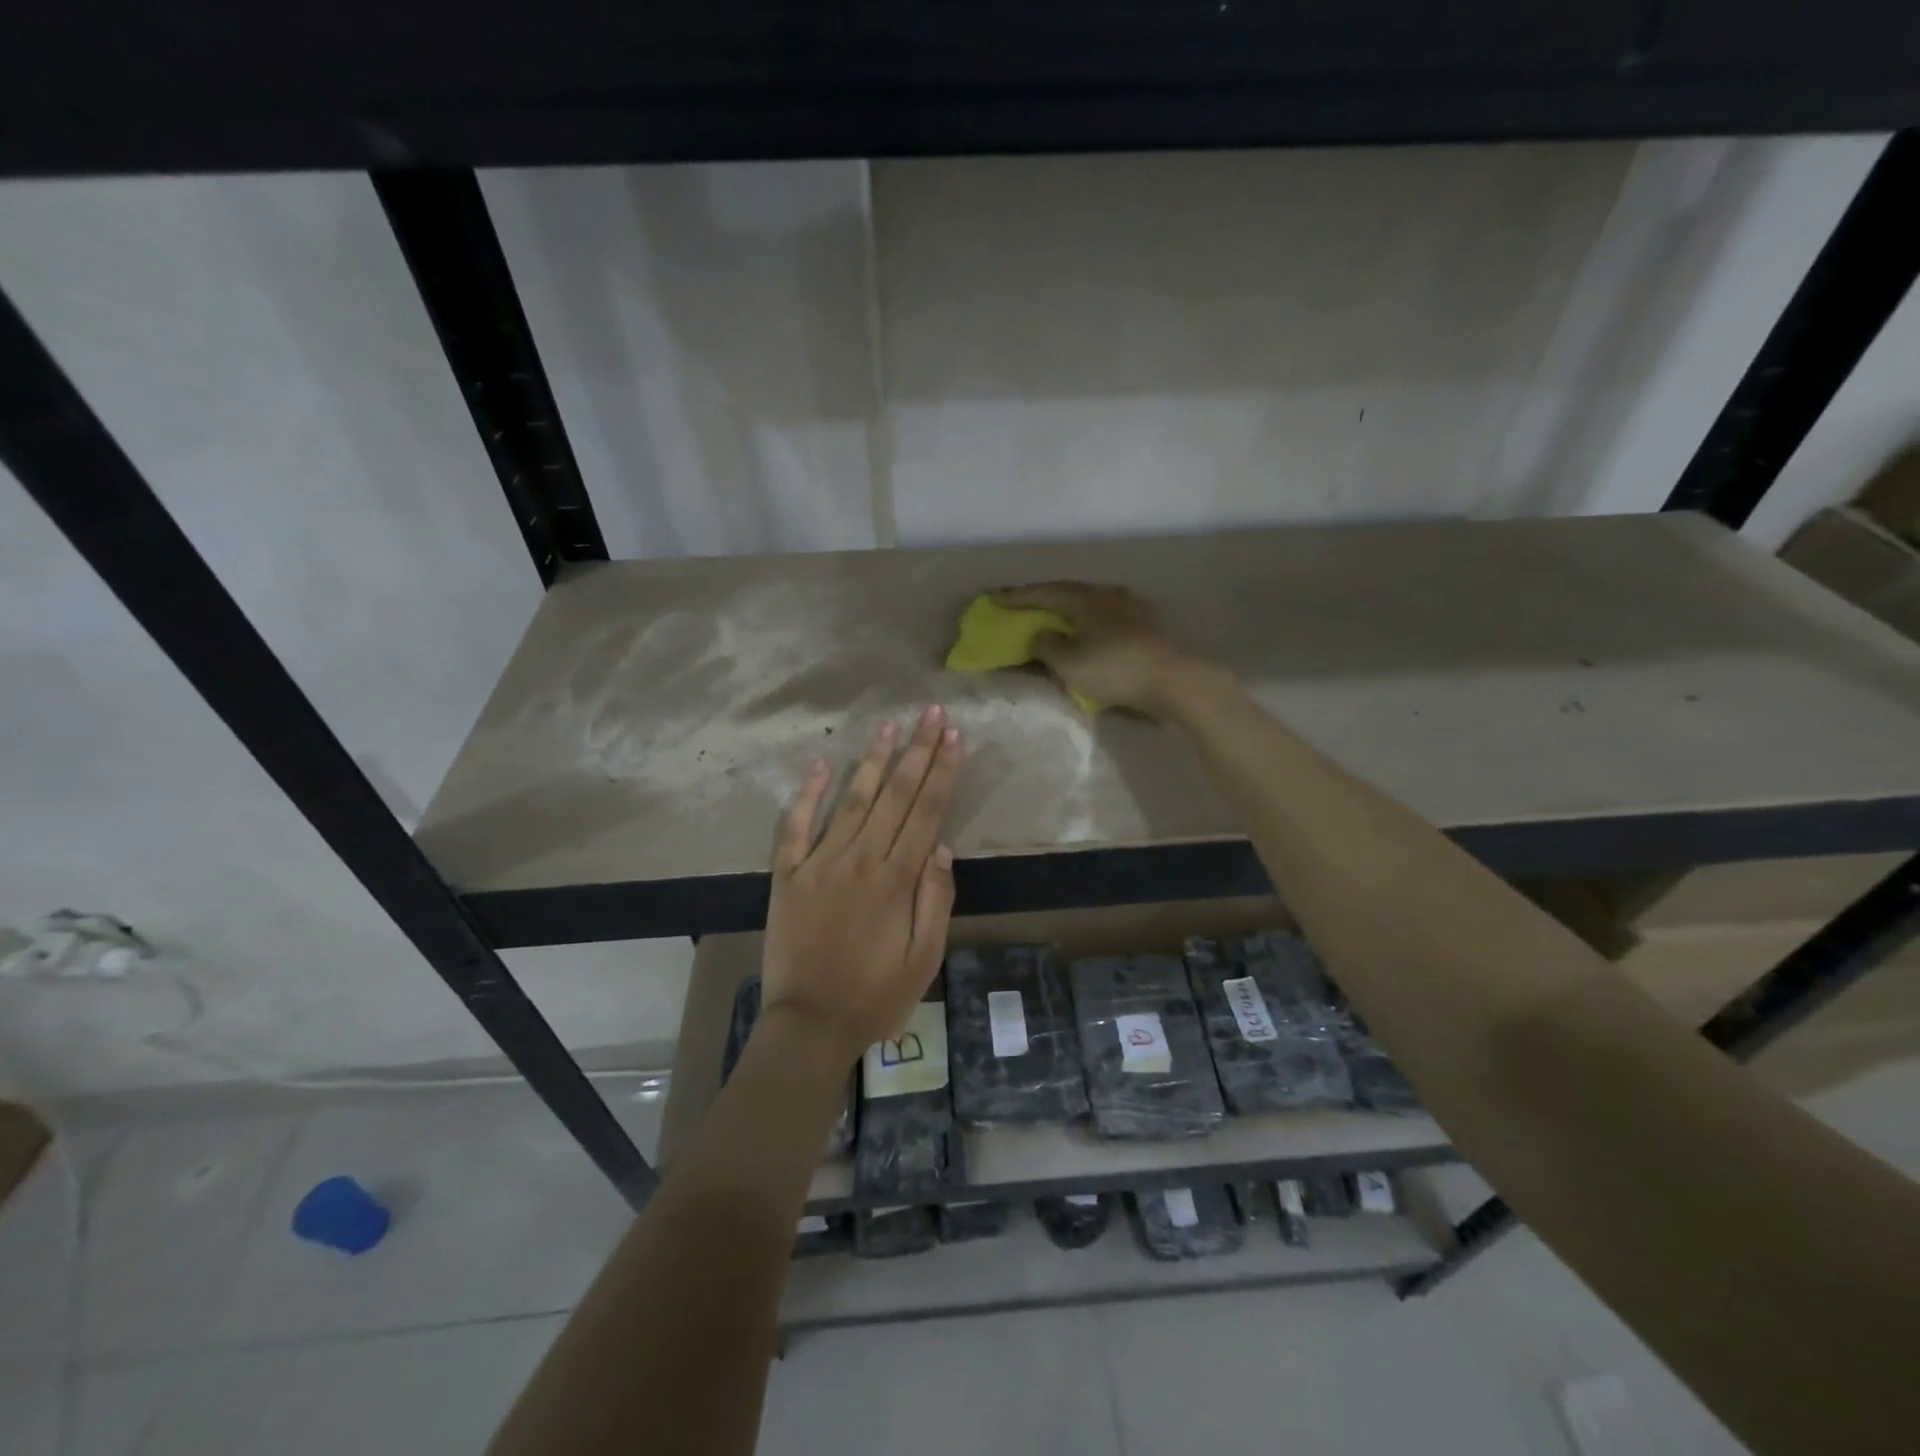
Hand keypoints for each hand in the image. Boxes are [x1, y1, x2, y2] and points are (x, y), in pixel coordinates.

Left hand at [760, 705, 963, 1067]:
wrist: (809, 1025)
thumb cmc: (875, 996)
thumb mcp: (924, 958)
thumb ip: (935, 900)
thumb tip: (942, 848)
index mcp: (896, 879)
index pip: (926, 812)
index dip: (942, 772)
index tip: (954, 737)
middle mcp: (859, 860)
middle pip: (893, 795)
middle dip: (916, 752)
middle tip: (931, 714)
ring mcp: (818, 863)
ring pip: (850, 800)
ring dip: (871, 761)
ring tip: (888, 727)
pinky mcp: (787, 874)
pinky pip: (795, 826)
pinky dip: (806, 794)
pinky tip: (819, 764)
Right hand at [993, 581, 1203, 717]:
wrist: (1174, 681)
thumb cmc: (1115, 668)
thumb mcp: (1069, 662)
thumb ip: (1047, 645)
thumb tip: (1041, 634)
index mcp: (1085, 598)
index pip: (1043, 592)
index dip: (1017, 596)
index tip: (993, 598)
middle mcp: (1108, 594)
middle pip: (1068, 592)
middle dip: (1043, 599)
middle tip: (1022, 604)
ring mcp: (1131, 608)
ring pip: (1090, 603)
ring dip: (1068, 610)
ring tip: (1054, 617)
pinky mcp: (1147, 626)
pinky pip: (1106, 618)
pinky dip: (1089, 623)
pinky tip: (1089, 631)